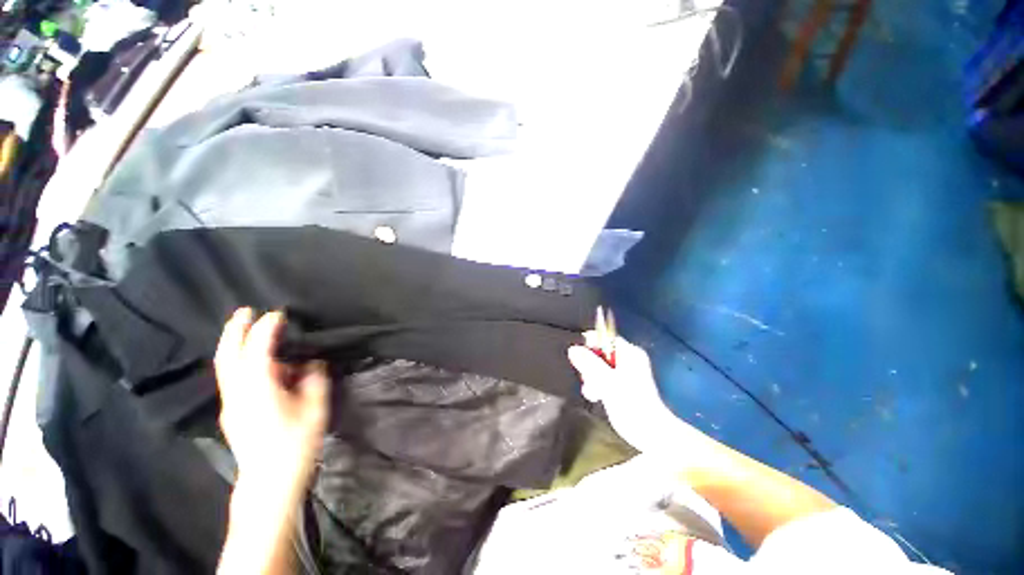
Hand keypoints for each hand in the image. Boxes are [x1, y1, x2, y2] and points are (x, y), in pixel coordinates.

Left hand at [214, 308, 328, 498]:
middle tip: (245, 311)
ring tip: (251, 332)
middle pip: (228, 355)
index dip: (266, 329)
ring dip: (237, 345)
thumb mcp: (315, 407)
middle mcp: (238, 392)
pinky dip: (241, 362)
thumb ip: (314, 380)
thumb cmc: (295, 443)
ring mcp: (231, 403)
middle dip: (235, 330)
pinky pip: (233, 378)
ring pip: (227, 367)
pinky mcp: (232, 412)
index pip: (258, 350)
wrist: (268, 481)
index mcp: (259, 388)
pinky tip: (259, 365)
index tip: (278, 314)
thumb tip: (312, 364)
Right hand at [568, 334, 694, 454]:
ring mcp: (623, 372)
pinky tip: (596, 396)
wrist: (650, 433)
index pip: (604, 337)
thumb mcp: (607, 381)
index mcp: (629, 352)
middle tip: (590, 380)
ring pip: (597, 366)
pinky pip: (601, 377)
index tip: (581, 359)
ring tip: (594, 392)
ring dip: (591, 378)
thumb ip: (589, 363)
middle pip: (598, 352)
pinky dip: (596, 385)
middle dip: (589, 366)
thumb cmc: (632, 405)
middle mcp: (627, 358)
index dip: (590, 346)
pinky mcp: (619, 384)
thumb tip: (573, 349)